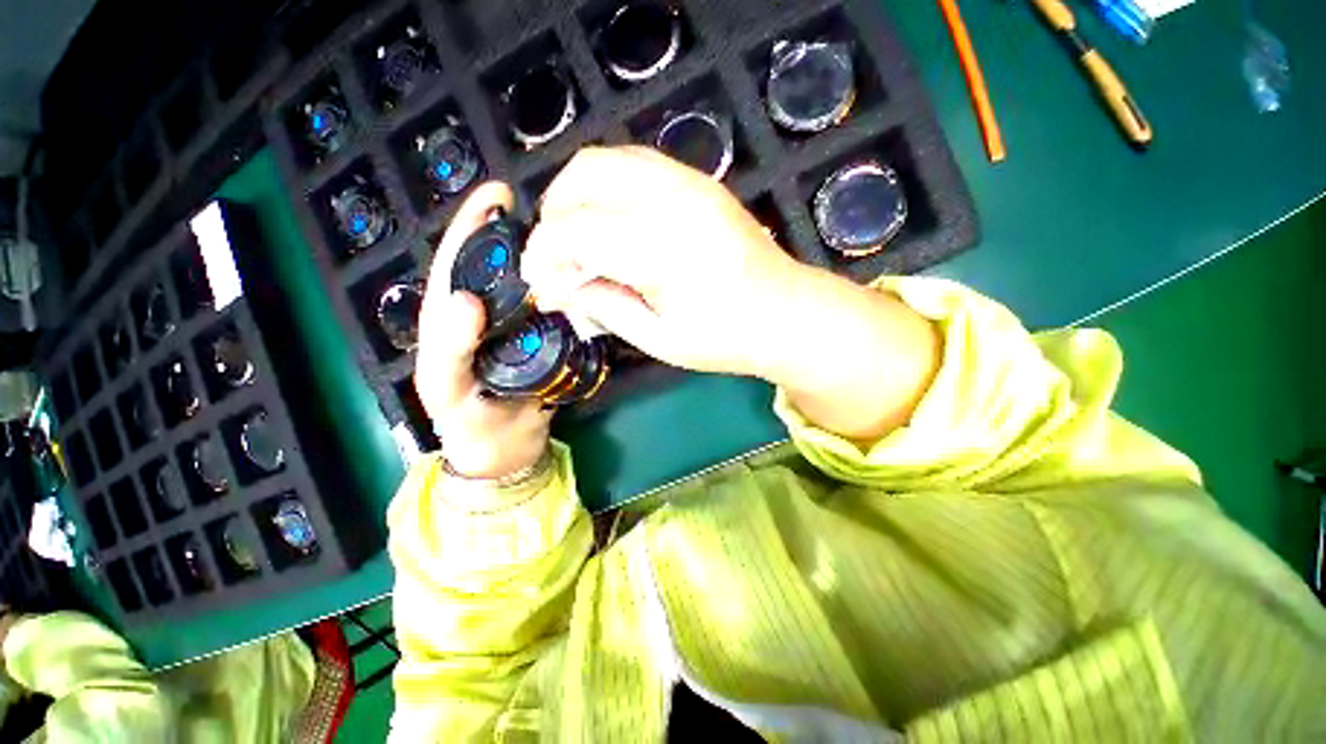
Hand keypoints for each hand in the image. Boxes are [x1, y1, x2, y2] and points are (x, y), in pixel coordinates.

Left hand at [415, 183, 552, 478]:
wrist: (509, 452)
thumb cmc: (470, 427)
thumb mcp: (447, 391)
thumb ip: (448, 350)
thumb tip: (467, 298)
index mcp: (452, 321)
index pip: (457, 262)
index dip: (472, 225)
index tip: (498, 195)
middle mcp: (487, 316)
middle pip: (498, 265)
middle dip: (515, 230)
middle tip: (544, 205)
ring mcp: (520, 328)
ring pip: (530, 284)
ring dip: (546, 255)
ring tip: (568, 231)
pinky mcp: (547, 342)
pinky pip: (556, 308)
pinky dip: (566, 288)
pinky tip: (583, 275)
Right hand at [523, 146, 940, 440]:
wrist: (786, 313)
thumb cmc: (727, 339)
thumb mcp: (660, 340)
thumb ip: (605, 308)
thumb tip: (561, 289)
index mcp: (662, 248)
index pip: (576, 231)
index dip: (545, 256)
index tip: (540, 285)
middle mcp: (673, 200)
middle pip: (584, 176)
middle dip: (554, 215)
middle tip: (556, 258)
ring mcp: (690, 182)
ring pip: (607, 159)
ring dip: (577, 195)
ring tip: (577, 239)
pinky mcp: (699, 181)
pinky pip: (635, 164)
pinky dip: (606, 187)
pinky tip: (609, 223)